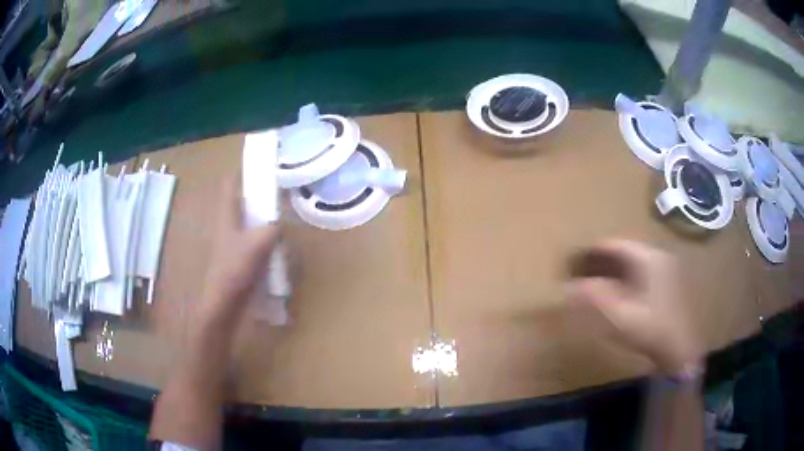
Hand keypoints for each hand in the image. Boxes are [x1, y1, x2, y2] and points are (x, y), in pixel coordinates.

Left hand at [200, 177, 279, 320]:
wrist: (224, 303)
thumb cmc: (235, 269)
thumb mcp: (258, 244)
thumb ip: (272, 229)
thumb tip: (278, 225)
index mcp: (227, 216)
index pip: (229, 185)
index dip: (241, 172)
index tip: (259, 166)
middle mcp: (228, 225)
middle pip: (241, 202)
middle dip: (258, 195)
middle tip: (278, 192)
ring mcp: (233, 243)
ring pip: (249, 222)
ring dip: (263, 218)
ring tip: (282, 217)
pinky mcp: (239, 258)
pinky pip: (254, 241)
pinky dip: (265, 239)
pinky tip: (277, 247)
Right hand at [568, 240, 700, 374]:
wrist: (680, 348)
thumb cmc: (651, 329)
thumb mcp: (619, 316)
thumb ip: (594, 298)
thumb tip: (569, 286)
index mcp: (649, 258)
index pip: (616, 245)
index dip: (593, 251)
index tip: (575, 260)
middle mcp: (659, 256)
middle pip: (625, 251)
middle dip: (603, 260)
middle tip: (583, 272)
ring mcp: (666, 269)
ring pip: (634, 262)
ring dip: (614, 269)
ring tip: (596, 281)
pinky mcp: (668, 282)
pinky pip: (642, 272)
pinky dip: (626, 278)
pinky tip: (619, 292)